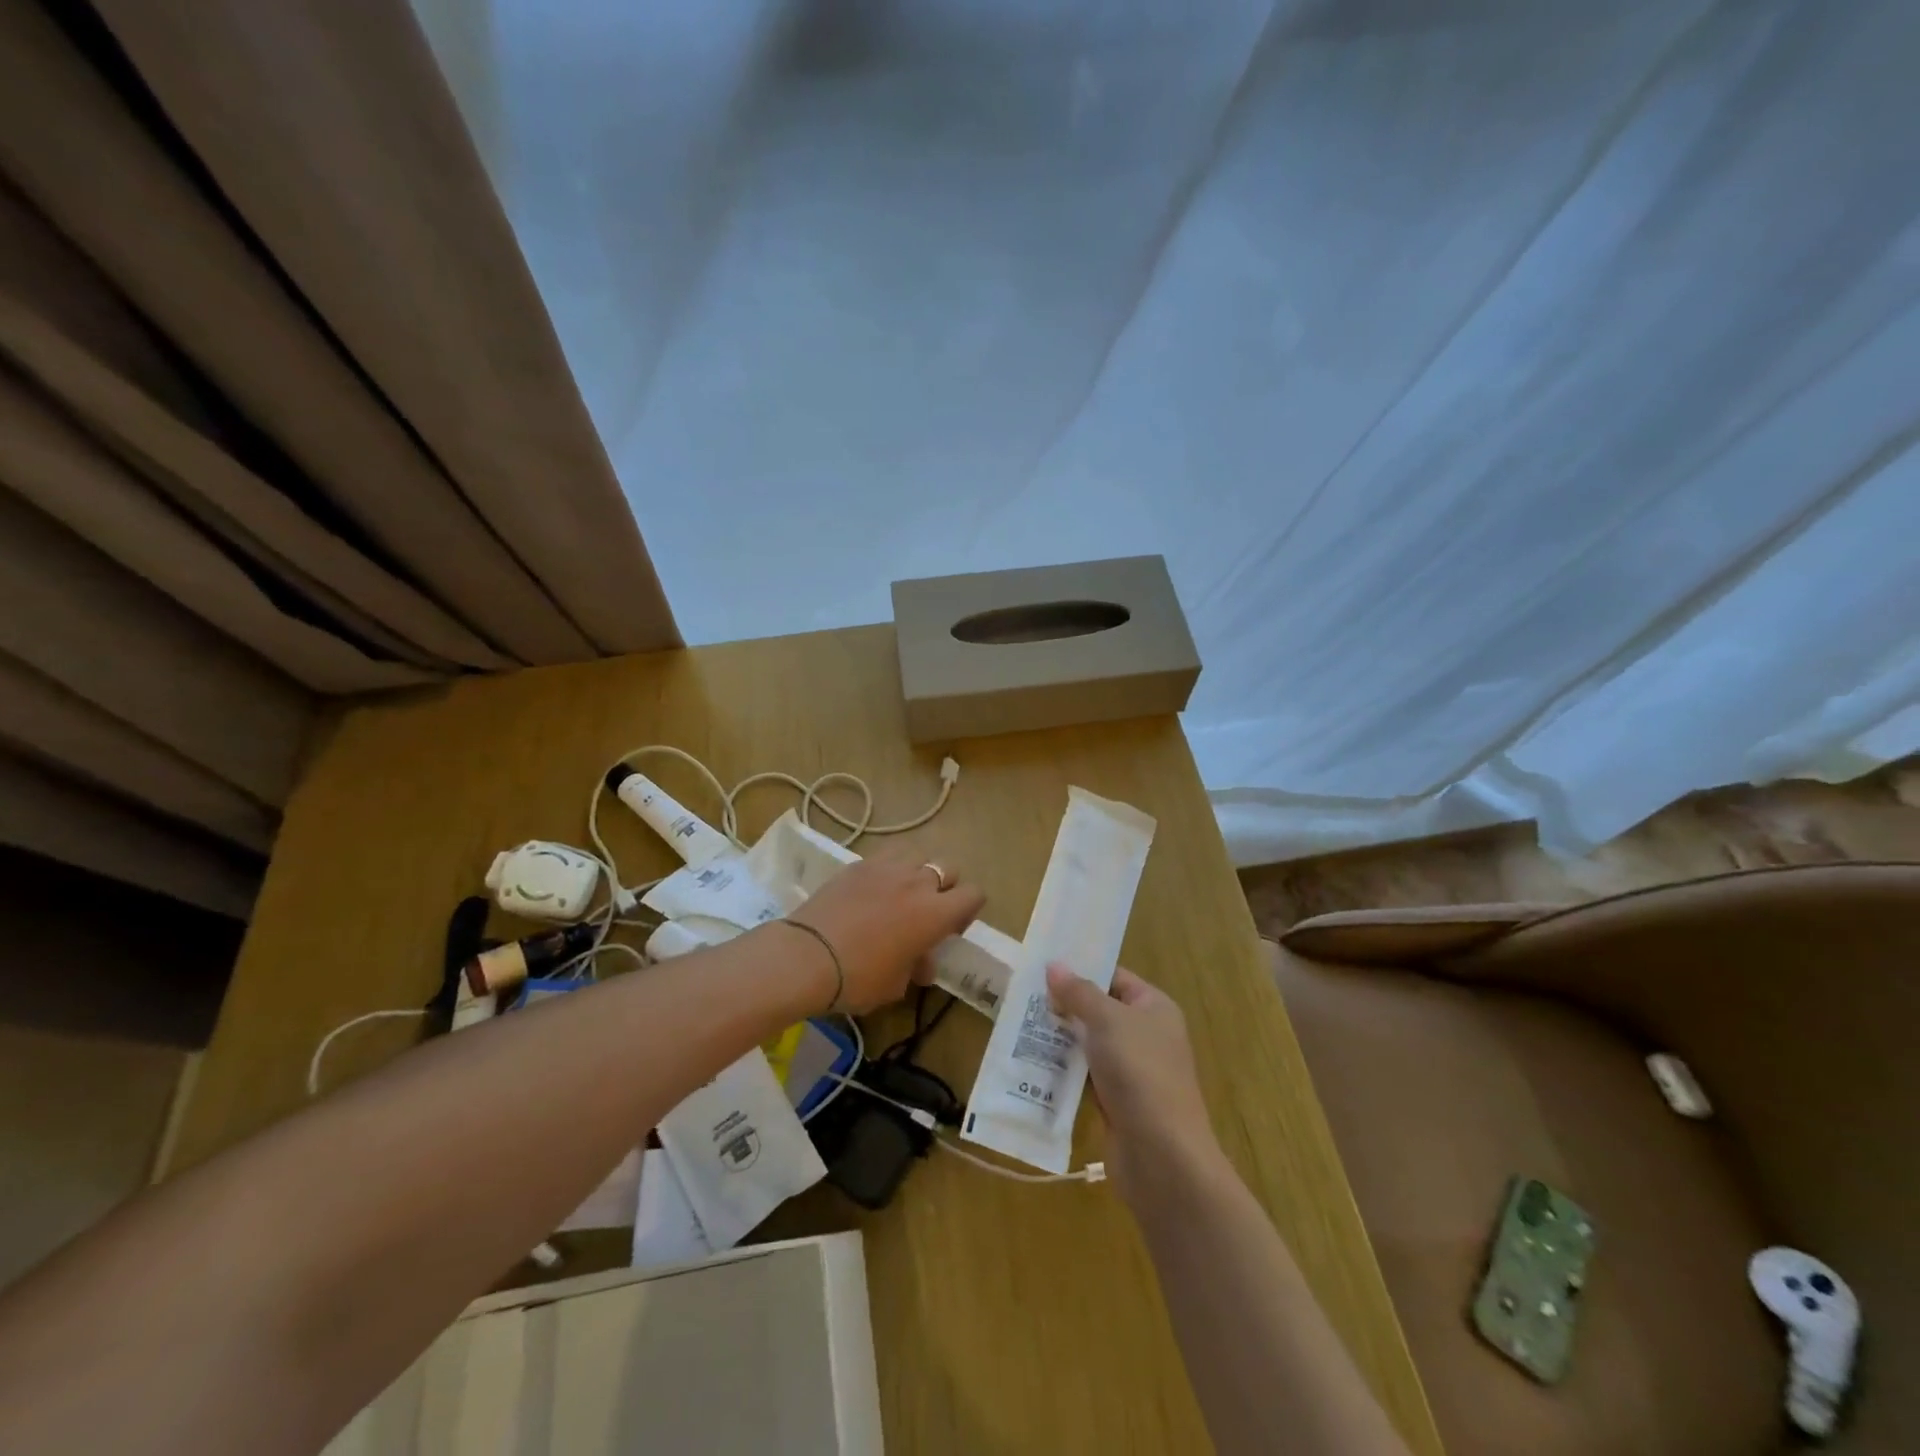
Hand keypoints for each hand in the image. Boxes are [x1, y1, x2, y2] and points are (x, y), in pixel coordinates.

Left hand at [788, 851, 984, 1013]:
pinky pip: (885, 857)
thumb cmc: (859, 978)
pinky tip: (871, 891)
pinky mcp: (858, 864)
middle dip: (944, 888)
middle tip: (927, 912)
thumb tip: (921, 964)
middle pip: (948, 869)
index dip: (968, 910)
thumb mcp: (895, 985)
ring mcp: (886, 867)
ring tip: (899, 894)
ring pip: (917, 855)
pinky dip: (886, 870)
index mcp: (936, 913)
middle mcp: (918, 882)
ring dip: (916, 872)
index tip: (951, 929)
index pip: (974, 894)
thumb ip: (915, 968)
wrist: (807, 957)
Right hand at [1047, 964, 1221, 1203]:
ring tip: (1018, 1026)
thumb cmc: (1139, 1072)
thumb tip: (1054, 965)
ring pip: (1089, 1045)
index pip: (1114, 978)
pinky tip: (1032, 1064)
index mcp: (1154, 1008)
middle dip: (1064, 1006)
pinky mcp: (1117, 1102)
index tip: (1043, 968)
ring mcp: (1132, 1071)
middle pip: (1099, 1011)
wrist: (1162, 1156)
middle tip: (1023, 996)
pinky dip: (1063, 1071)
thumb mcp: (1107, 1021)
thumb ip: (1079, 992)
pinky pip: (1085, 1077)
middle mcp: (1146, 1035)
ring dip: (1060, 1040)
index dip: (1082, 971)